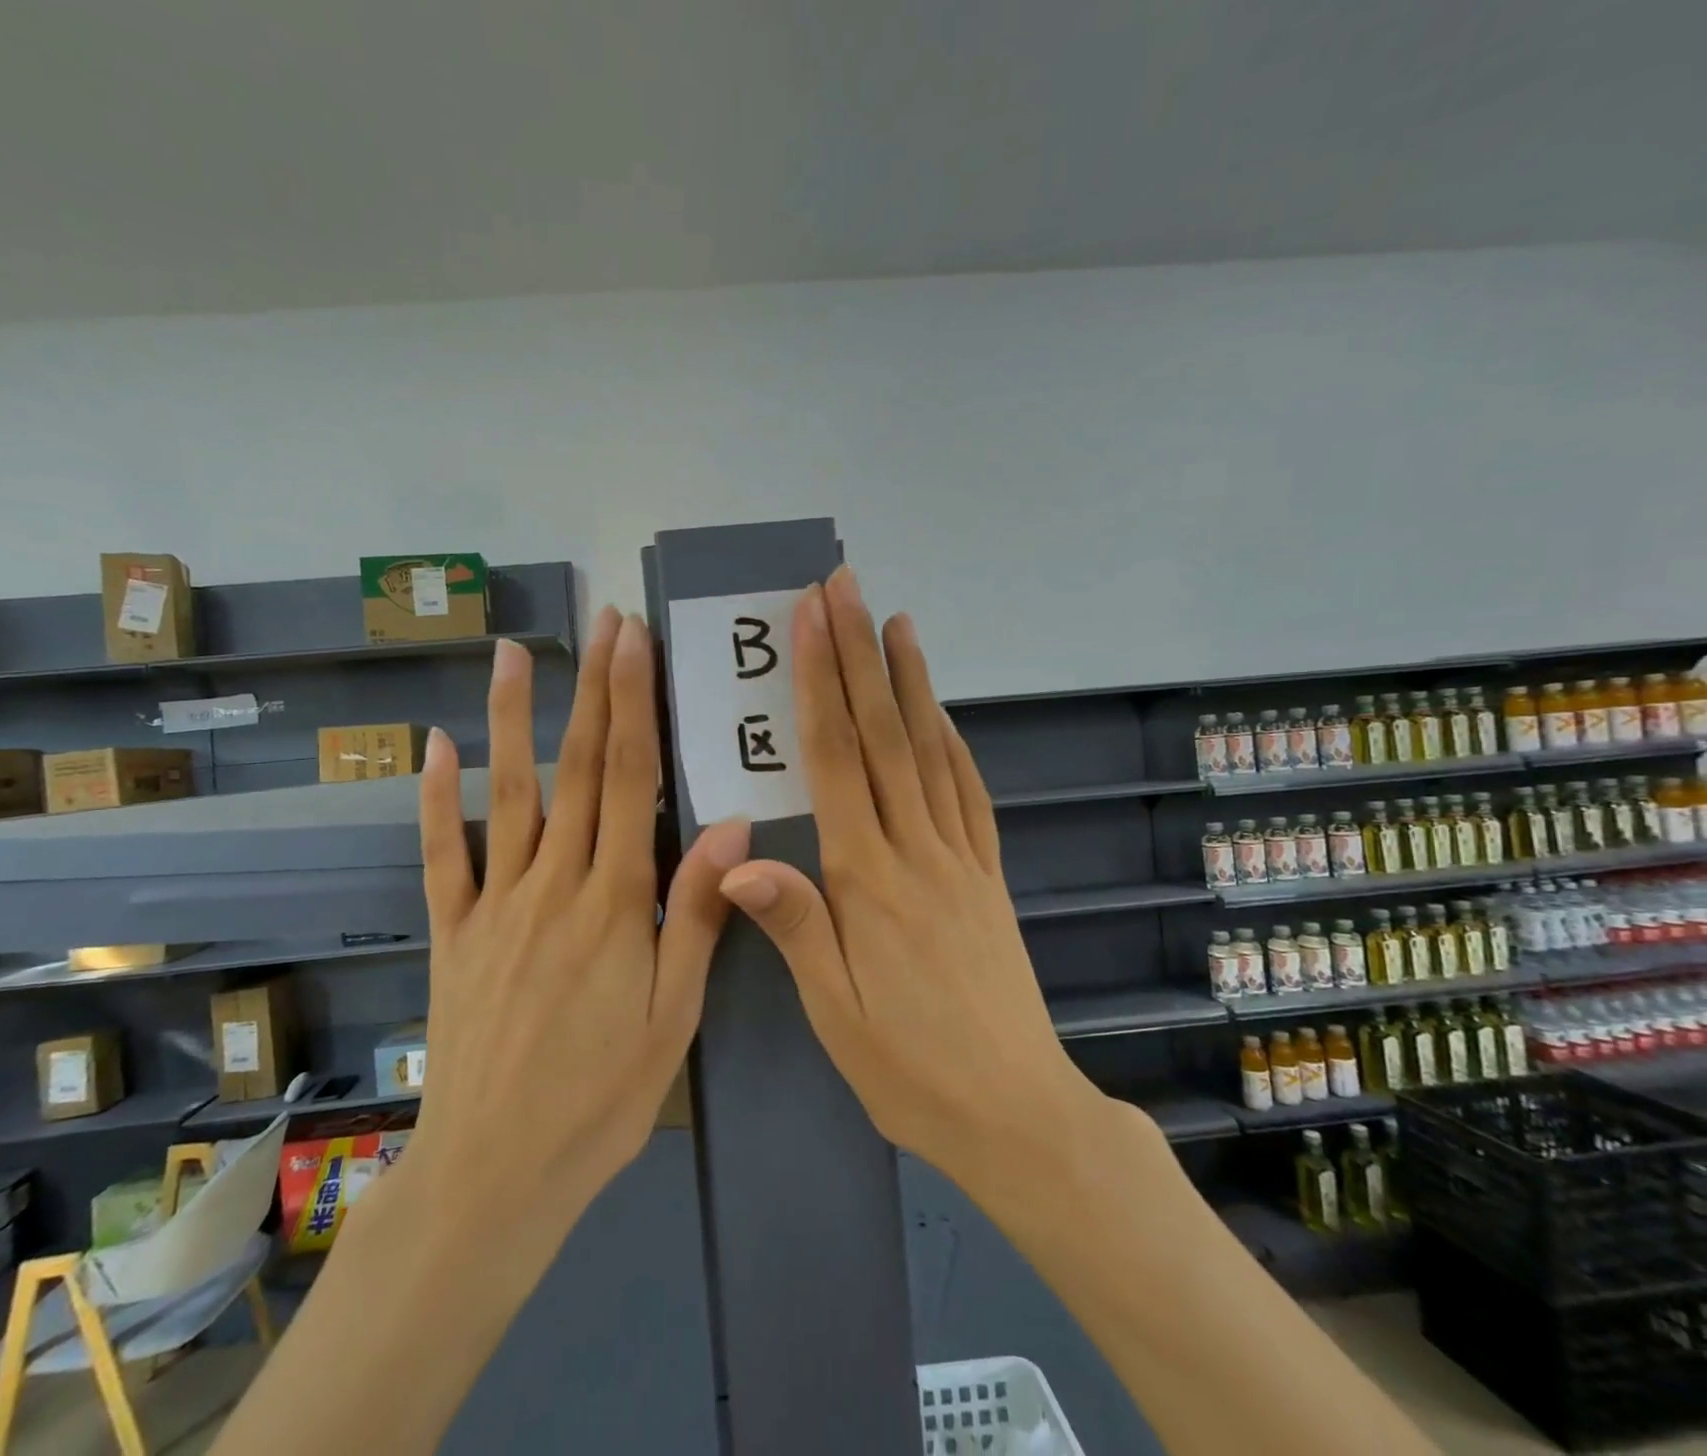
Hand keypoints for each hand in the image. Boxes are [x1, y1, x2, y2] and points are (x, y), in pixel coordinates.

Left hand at [412, 607, 747, 1232]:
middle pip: (577, 769)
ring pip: (507, 794)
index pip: (629, 780)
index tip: (636, 643)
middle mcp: (552, 884)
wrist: (497, 1171)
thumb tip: (731, 826)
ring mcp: (494, 903)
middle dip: (593, 689)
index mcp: (613, 901)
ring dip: (512, 719)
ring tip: (514, 654)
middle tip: (602, 622)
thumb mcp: (673, 1013)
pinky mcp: (453, 932)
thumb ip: (697, 913)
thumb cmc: (601, 1095)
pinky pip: (442, 855)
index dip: (634, 705)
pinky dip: (438, 799)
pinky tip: (436, 748)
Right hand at [717, 567, 1116, 1191]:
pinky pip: (969, 794)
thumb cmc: (909, 1068)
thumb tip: (740, 860)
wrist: (1016, 1113)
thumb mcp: (835, 1013)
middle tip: (847, 590)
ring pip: (931, 752)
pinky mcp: (987, 876)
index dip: (822, 686)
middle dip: (861, 657)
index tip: (812, 623)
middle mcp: (917, 851)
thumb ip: (795, 926)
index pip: (837, 761)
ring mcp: (960, 858)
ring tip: (897, 623)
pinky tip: (940, 713)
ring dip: (911, 683)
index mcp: (869, 881)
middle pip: (884, 736)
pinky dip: (952, 741)